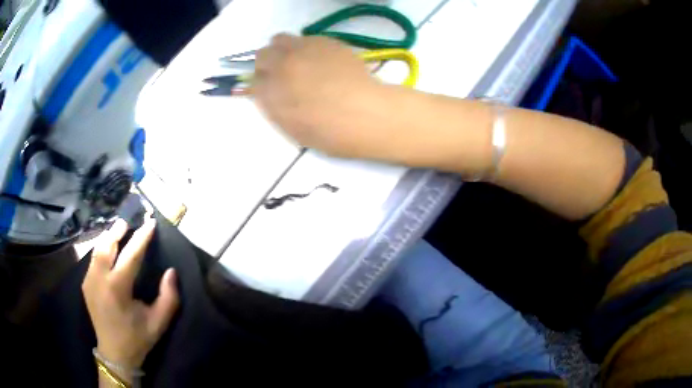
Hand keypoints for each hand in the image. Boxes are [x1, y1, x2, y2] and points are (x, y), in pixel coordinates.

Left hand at [82, 219, 178, 372]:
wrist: (114, 354)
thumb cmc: (137, 338)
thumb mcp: (159, 323)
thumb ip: (168, 298)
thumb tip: (170, 272)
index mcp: (118, 288)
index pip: (130, 255)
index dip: (141, 237)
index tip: (150, 223)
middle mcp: (100, 279)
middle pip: (107, 245)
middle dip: (117, 230)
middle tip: (127, 221)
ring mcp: (89, 281)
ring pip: (97, 250)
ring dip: (107, 237)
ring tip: (117, 230)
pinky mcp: (86, 284)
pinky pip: (93, 259)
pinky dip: (101, 249)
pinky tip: (107, 249)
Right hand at [253, 34, 396, 158]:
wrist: (364, 114)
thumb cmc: (330, 132)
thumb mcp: (293, 129)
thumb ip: (276, 107)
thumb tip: (270, 92)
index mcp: (270, 94)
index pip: (254, 81)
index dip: (263, 84)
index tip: (272, 88)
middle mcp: (281, 67)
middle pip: (262, 56)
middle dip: (268, 64)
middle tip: (284, 73)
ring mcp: (302, 50)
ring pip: (279, 40)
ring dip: (283, 49)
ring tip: (298, 60)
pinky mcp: (323, 41)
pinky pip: (304, 38)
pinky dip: (305, 46)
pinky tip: (320, 59)